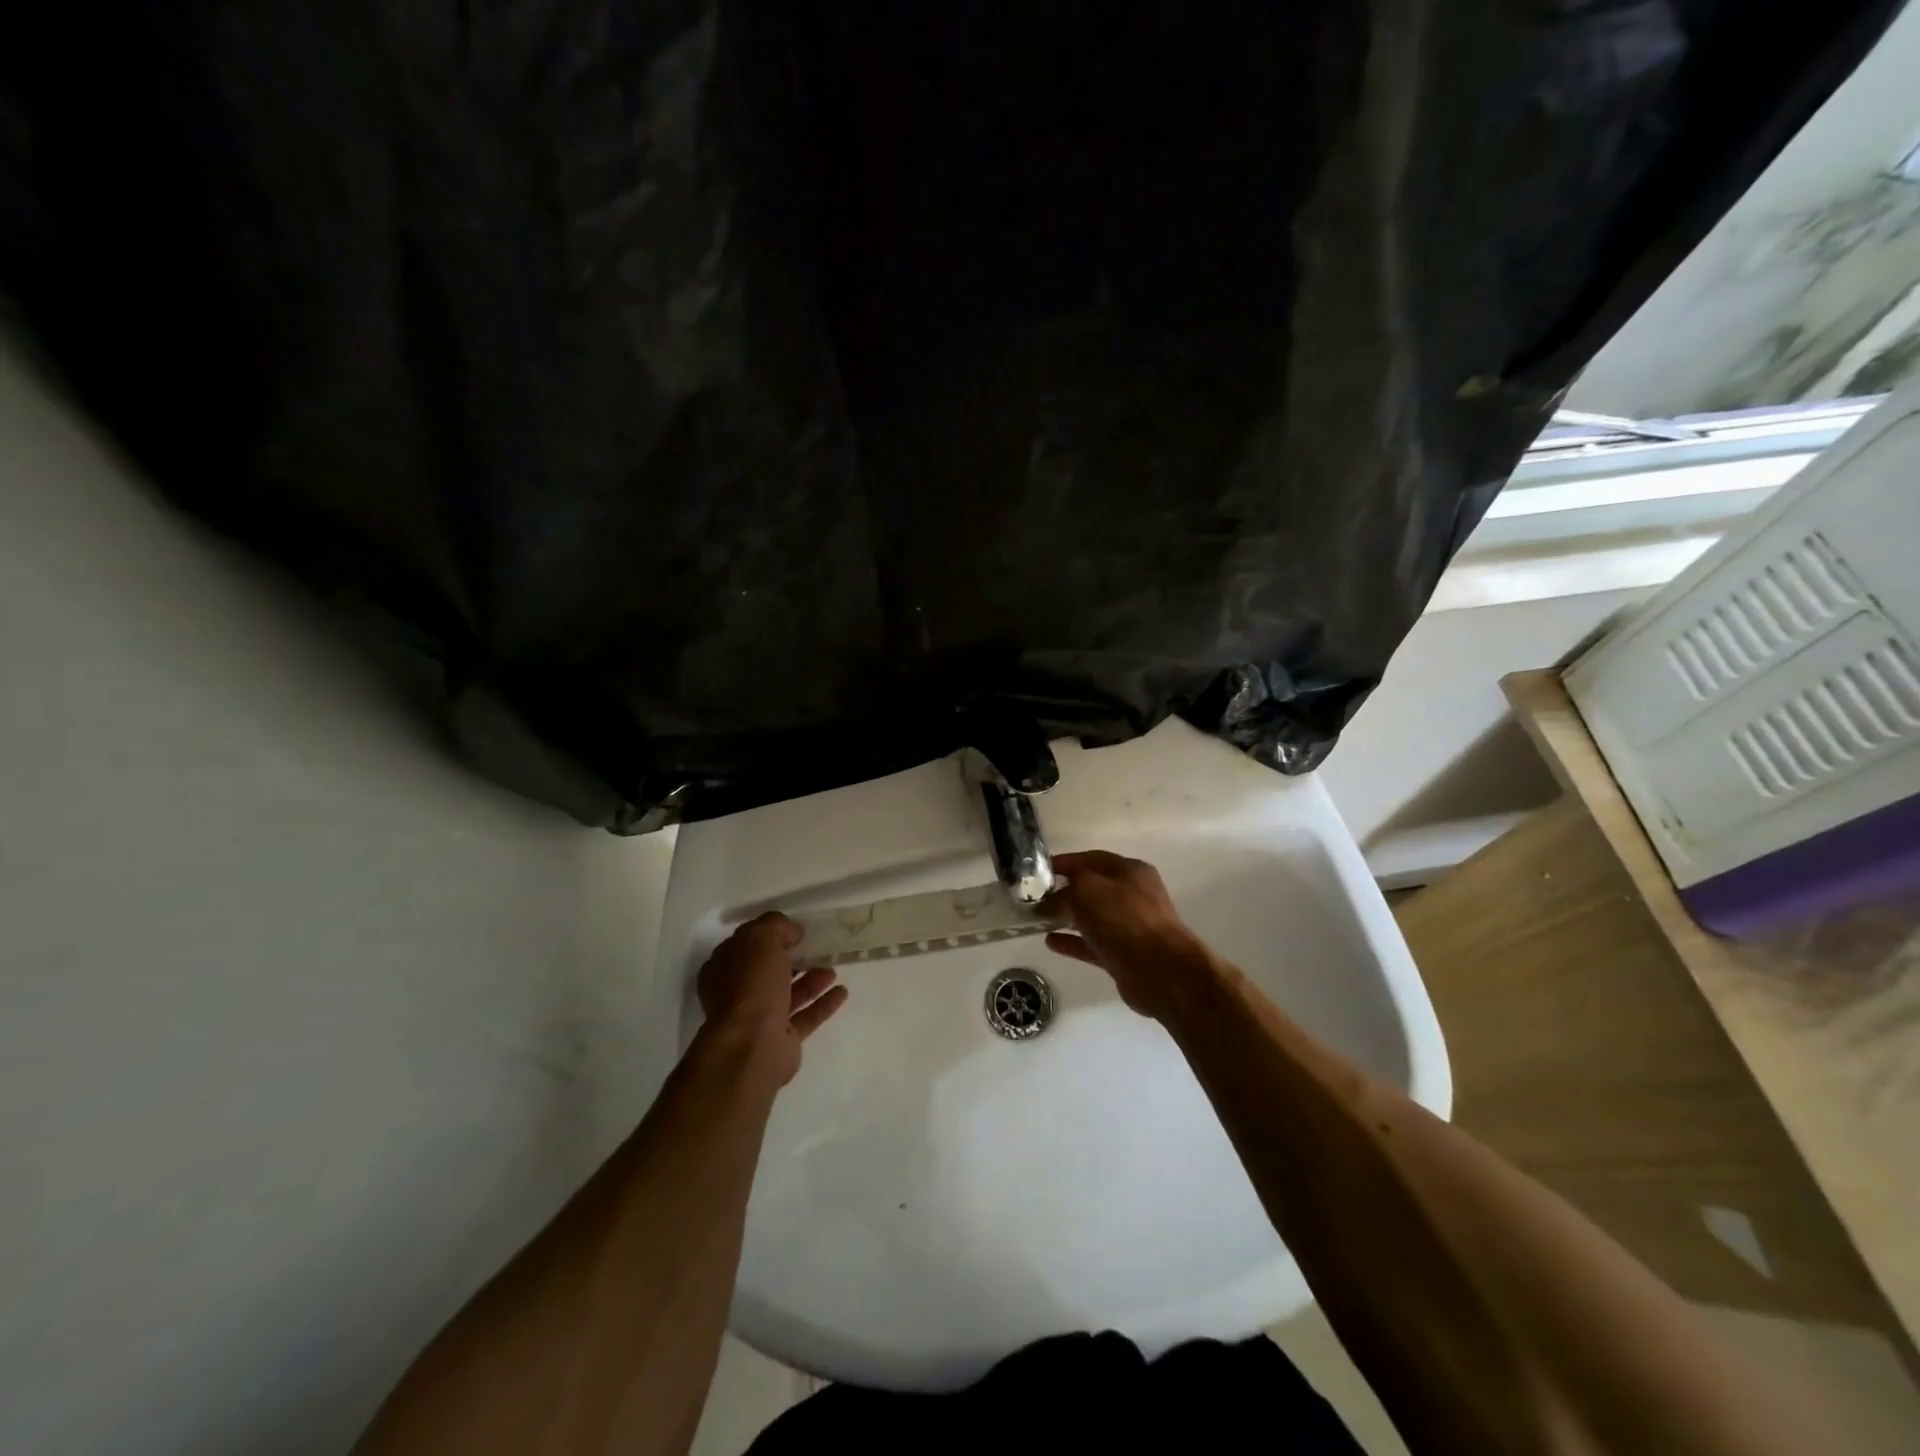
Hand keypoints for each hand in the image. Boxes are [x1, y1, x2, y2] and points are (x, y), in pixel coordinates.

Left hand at [698, 912, 848, 1085]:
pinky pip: (805, 1016)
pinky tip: (842, 991)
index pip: (745, 945)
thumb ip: (776, 926)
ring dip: (811, 980)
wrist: (752, 1045)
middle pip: (767, 971)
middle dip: (791, 959)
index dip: (768, 935)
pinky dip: (823, 1003)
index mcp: (723, 968)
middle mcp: (737, 994)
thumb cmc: (751, 985)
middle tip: (815, 948)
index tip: (793, 929)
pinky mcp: (781, 1039)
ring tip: (833, 968)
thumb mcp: (761, 938)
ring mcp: (759, 1019)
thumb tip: (792, 932)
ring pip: (788, 993)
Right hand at [1044, 851, 1213, 1019]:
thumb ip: (1063, 893)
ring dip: (1066, 917)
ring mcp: (1129, 926)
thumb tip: (1045, 903)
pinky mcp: (1124, 955)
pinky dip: (1072, 942)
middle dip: (1063, 891)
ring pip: (1091, 917)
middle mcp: (1132, 895)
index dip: (1064, 862)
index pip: (1091, 859)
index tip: (1038, 871)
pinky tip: (1050, 942)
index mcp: (1130, 871)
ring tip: (1037, 920)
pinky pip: (1092, 944)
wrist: (1160, 970)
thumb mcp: (1086, 892)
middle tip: (1034, 897)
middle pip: (1092, 888)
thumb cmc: (1124, 919)